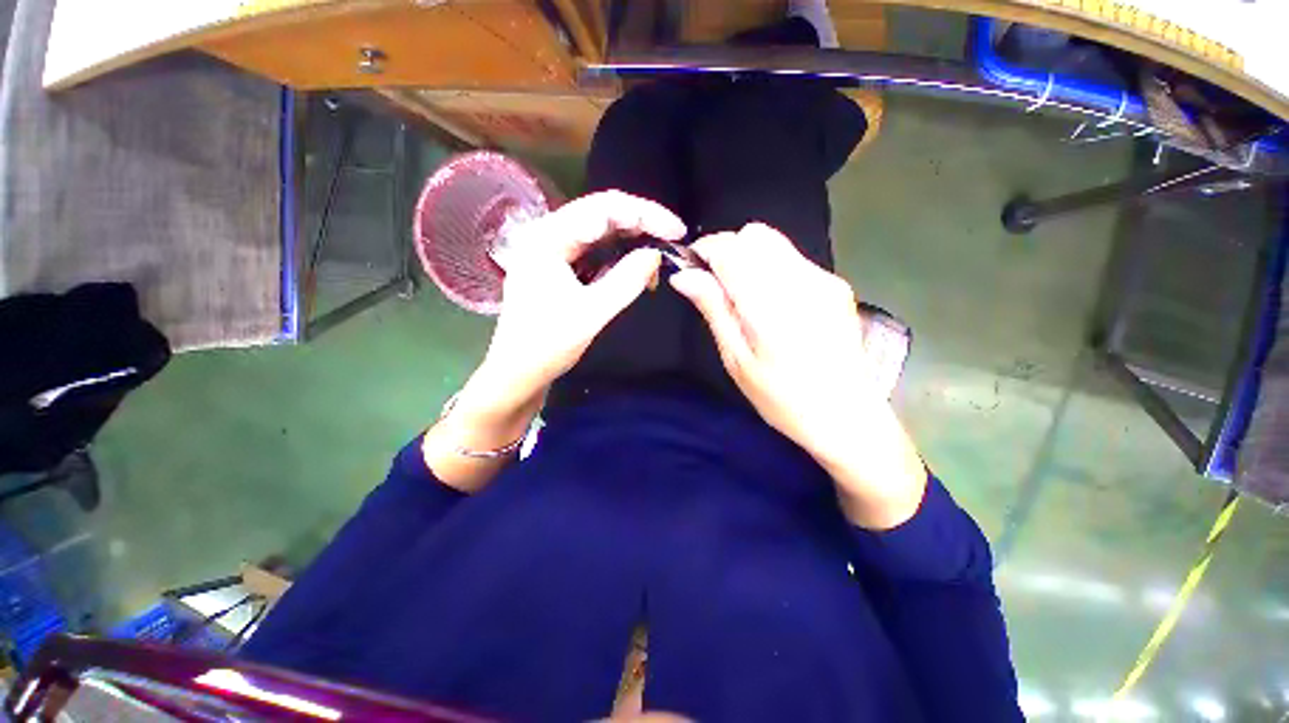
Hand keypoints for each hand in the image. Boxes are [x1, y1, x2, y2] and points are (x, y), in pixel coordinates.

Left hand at [475, 190, 683, 409]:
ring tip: (659, 255)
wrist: (517, 373)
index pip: (603, 208)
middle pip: (602, 213)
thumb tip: (656, 254)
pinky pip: (595, 251)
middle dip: (641, 223)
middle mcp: (548, 234)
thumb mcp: (591, 313)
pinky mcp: (559, 266)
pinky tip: (637, 267)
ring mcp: (553, 250)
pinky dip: (619, 256)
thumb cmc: (547, 345)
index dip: (645, 214)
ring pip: (600, 231)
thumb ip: (625, 281)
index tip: (676, 231)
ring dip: (632, 240)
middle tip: (673, 239)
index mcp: (547, 237)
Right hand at [669, 223, 925, 528]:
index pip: (732, 249)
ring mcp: (824, 279)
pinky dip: (770, 267)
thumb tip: (683, 275)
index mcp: (772, 306)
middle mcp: (802, 281)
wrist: (847, 416)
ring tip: (742, 297)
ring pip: (774, 242)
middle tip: (717, 286)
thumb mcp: (737, 360)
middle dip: (728, 251)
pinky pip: (792, 258)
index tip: (691, 267)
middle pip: (754, 234)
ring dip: (748, 258)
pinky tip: (770, 302)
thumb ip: (713, 309)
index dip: (705, 250)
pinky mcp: (836, 283)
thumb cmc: (783, 398)